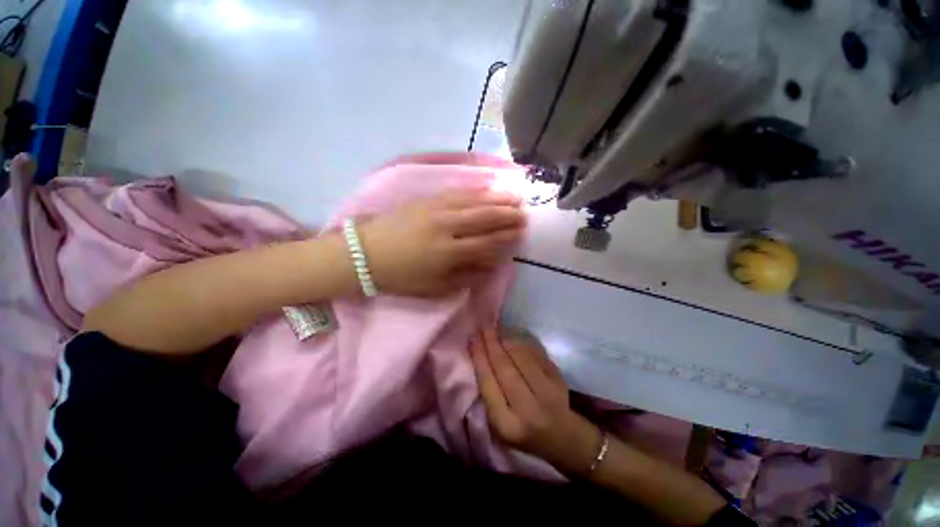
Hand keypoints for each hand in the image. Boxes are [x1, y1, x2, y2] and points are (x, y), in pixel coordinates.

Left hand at [357, 189, 525, 296]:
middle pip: (484, 218)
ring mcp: (436, 209)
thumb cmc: (401, 276)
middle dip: (508, 215)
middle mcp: (446, 227)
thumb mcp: (434, 288)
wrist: (365, 253)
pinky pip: (457, 192)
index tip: (522, 233)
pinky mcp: (427, 199)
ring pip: (474, 201)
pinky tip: (488, 188)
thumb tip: (491, 265)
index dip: (506, 237)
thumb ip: (466, 277)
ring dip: (497, 199)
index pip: (486, 242)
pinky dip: (476, 190)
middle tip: (525, 213)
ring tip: (515, 197)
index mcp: (447, 253)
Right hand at [469, 328, 602, 474]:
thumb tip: (480, 354)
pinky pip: (536, 354)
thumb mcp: (498, 423)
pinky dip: (522, 342)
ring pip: (522, 357)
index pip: (488, 384)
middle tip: (483, 328)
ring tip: (496, 329)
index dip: (479, 358)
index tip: (472, 340)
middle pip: (505, 368)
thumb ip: (488, 394)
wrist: (560, 435)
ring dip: (506, 339)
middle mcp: (528, 410)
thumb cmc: (521, 429)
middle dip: (491, 344)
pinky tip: (512, 335)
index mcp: (506, 425)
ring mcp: (547, 394)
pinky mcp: (559, 380)